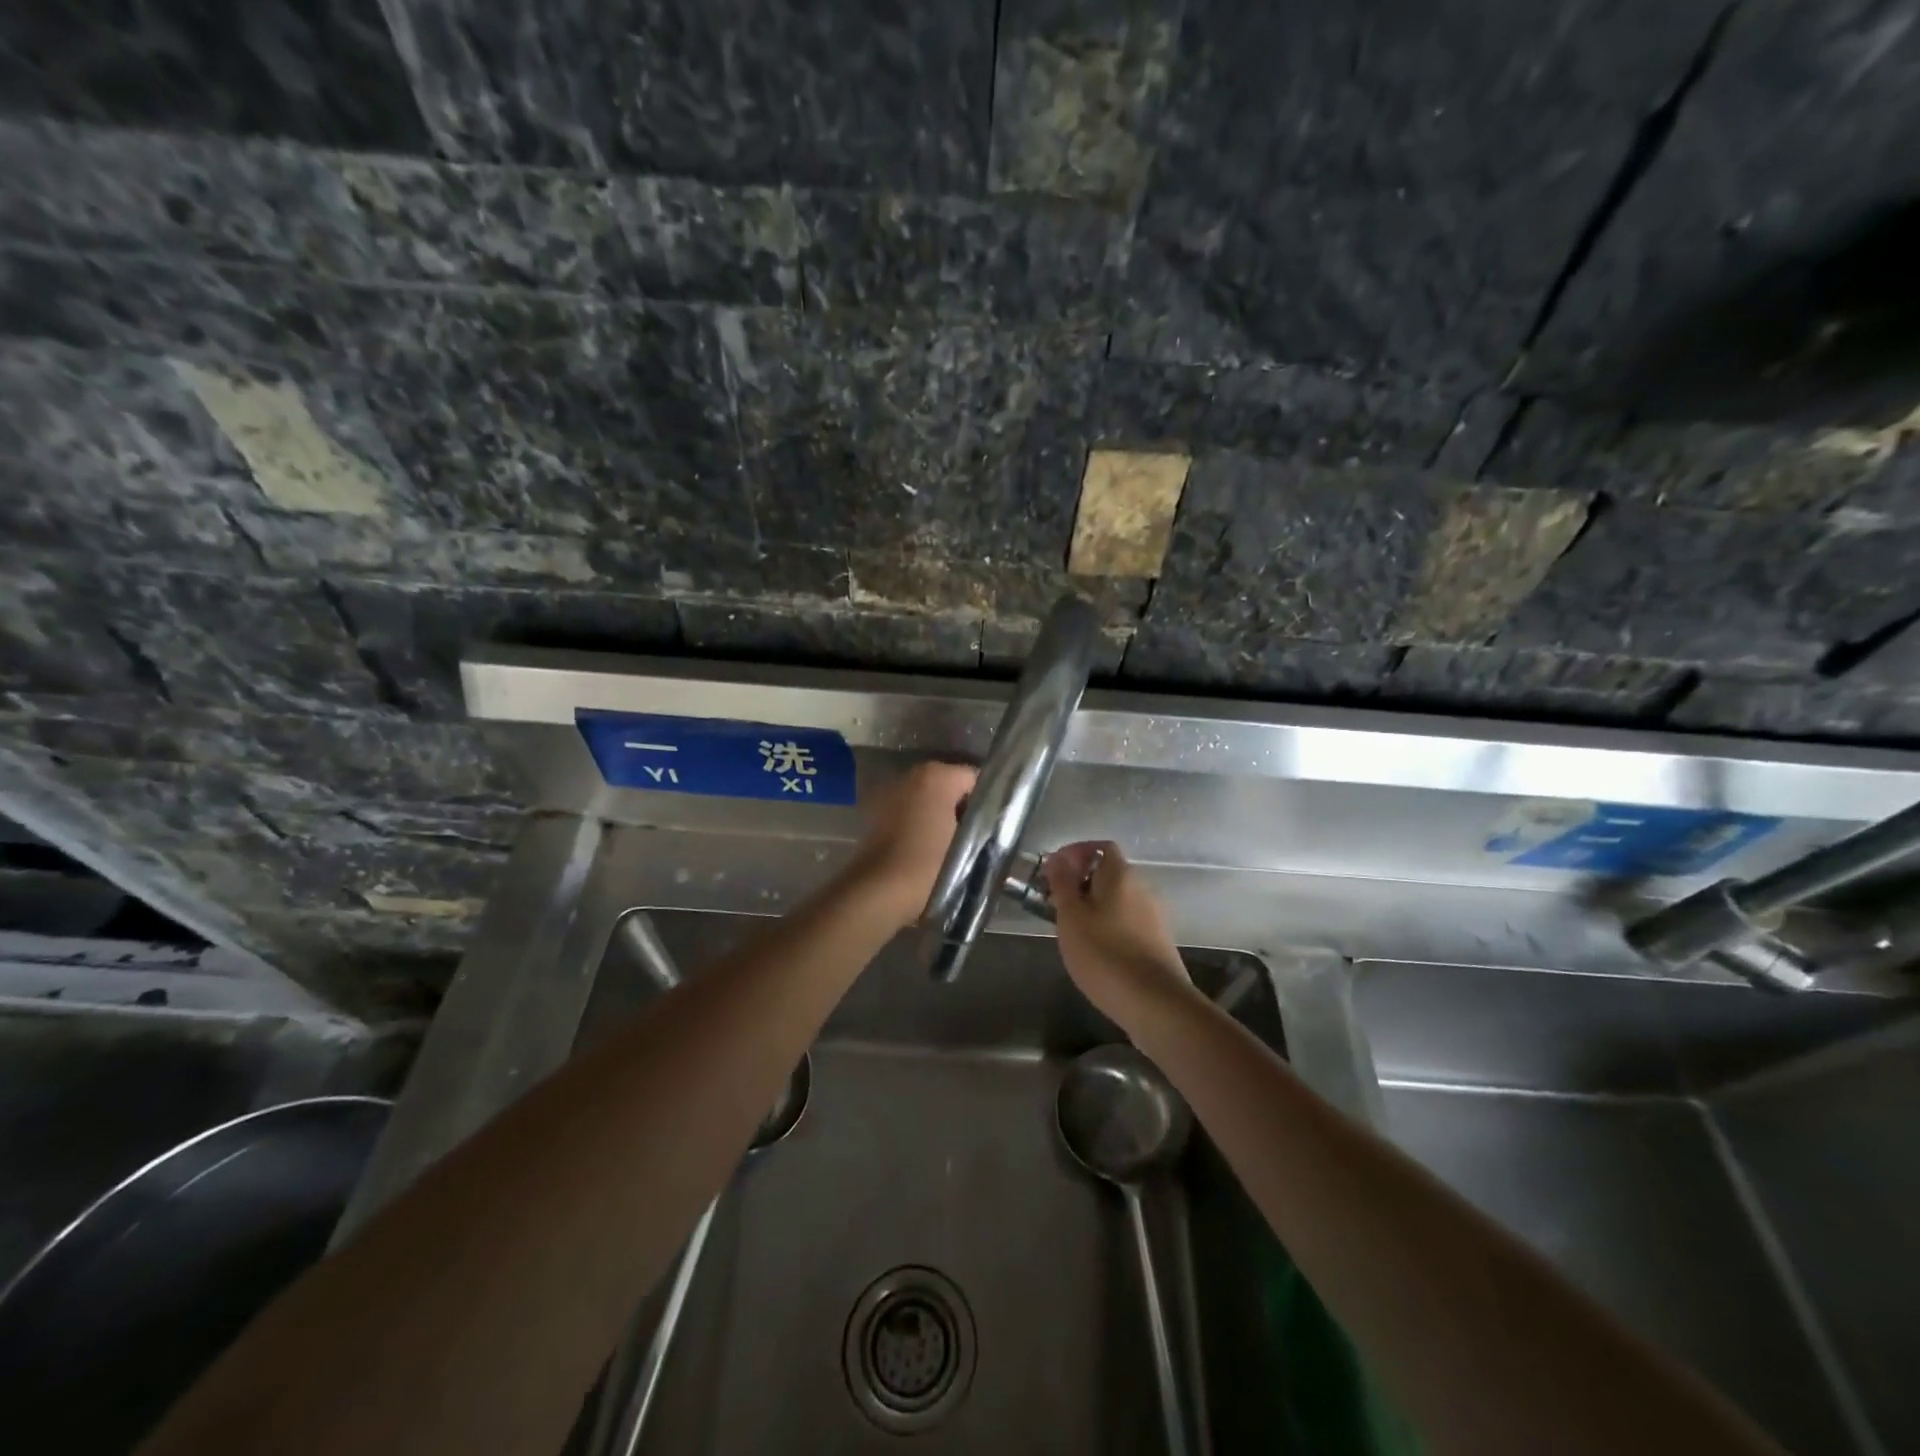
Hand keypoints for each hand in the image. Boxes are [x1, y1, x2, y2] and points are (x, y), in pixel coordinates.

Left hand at [844, 761, 977, 927]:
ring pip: (926, 800)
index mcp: (937, 775)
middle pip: (949, 786)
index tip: (995, 827)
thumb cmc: (928, 865)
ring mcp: (889, 793)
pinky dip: (918, 824)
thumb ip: (984, 825)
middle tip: (977, 838)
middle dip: (962, 808)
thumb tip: (989, 822)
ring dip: (939, 816)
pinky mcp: (874, 814)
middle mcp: (911, 775)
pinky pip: (907, 813)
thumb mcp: (969, 845)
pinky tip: (927, 849)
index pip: (975, 779)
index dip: (989, 801)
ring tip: (953, 846)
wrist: (878, 892)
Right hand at [1045, 841, 1193, 1026]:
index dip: (1076, 853)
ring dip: (1094, 905)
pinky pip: (1128, 920)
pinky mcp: (1159, 941)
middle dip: (1081, 882)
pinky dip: (1109, 925)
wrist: (1155, 1004)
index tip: (1053, 872)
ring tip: (1071, 929)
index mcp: (1122, 875)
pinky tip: (1095, 949)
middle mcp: (1143, 888)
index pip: (1101, 847)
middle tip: (1055, 903)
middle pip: (1109, 873)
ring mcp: (1155, 916)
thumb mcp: (1071, 917)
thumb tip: (1058, 857)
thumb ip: (1063, 884)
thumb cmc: (1104, 954)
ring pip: (1118, 899)